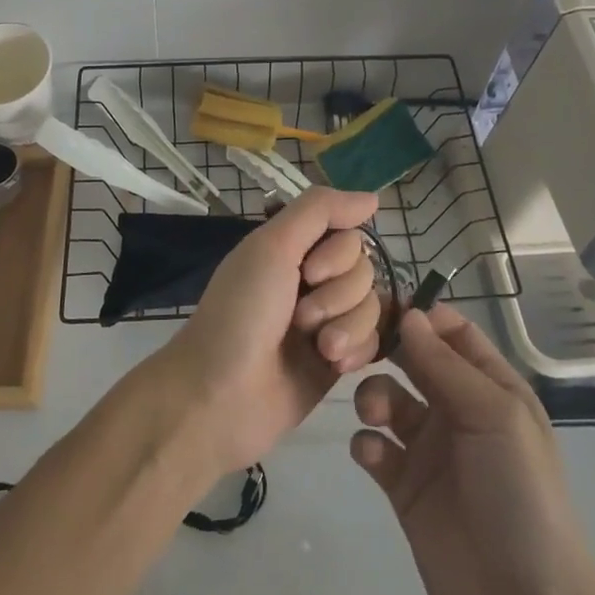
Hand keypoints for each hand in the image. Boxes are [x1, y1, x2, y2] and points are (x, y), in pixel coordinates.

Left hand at [158, 187, 383, 474]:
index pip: (349, 233)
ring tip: (318, 347)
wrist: (221, 396)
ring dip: (347, 325)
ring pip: (373, 305)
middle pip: (364, 269)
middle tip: (300, 317)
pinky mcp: (337, 358)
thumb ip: (320, 211)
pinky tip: (332, 364)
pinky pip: (373, 341)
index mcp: (292, 248)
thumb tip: (373, 197)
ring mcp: (326, 320)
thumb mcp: (272, 247)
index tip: (307, 272)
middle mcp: (311, 278)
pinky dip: (356, 350)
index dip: (338, 254)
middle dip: (338, 295)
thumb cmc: (241, 314)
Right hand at [350, 305, 594, 594]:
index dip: (421, 315)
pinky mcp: (405, 488)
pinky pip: (376, 448)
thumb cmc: (521, 496)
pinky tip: (373, 455)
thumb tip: (409, 315)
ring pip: (389, 398)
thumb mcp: (495, 417)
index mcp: (492, 388)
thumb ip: (446, 365)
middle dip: (385, 349)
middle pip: (414, 360)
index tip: (381, 304)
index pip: (452, 333)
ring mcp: (430, 450)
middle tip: (353, 345)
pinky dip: (367, 443)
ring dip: (374, 395)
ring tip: (374, 414)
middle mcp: (459, 410)